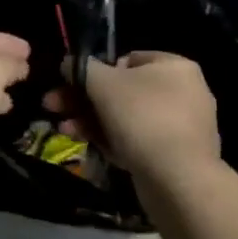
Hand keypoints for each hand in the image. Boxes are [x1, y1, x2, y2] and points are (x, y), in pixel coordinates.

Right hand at [51, 50, 218, 185]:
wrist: (178, 179)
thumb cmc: (141, 116)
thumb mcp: (101, 82)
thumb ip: (80, 67)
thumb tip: (68, 64)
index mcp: (174, 67)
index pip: (126, 60)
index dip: (95, 70)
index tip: (71, 83)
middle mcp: (184, 92)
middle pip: (121, 90)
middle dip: (82, 99)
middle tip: (54, 106)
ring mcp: (181, 127)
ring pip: (125, 117)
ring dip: (90, 120)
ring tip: (63, 128)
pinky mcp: (176, 156)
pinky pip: (137, 140)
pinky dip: (110, 139)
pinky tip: (85, 144)